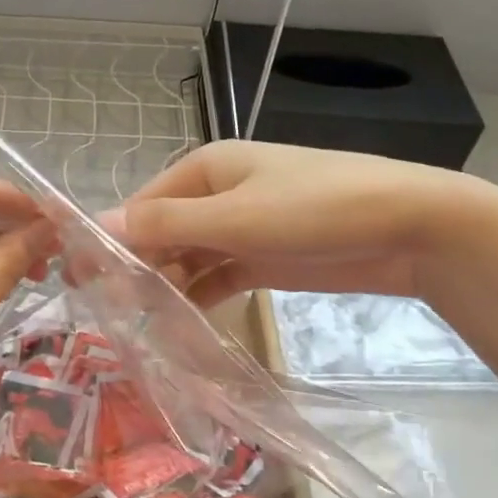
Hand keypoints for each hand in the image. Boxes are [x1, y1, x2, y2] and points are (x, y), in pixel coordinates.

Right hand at [106, 140, 496, 308]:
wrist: (412, 227)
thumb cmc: (317, 209)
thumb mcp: (236, 215)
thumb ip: (167, 224)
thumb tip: (98, 225)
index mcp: (205, 168)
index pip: (143, 205)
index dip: (113, 240)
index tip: (84, 283)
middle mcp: (218, 193)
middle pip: (163, 231)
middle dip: (139, 268)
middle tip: (111, 315)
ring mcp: (243, 227)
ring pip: (189, 257)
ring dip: (167, 287)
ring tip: (140, 328)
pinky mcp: (265, 258)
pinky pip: (218, 276)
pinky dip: (199, 297)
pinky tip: (180, 328)